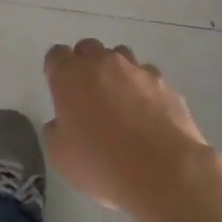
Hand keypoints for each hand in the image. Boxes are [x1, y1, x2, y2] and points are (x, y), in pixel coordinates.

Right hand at [43, 38, 220, 219]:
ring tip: (121, 103)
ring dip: (116, 73)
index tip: (60, 91)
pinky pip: (149, 78)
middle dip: (85, 65)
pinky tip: (148, 116)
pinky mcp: (166, 85)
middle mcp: (102, 63)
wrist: (164, 172)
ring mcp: (137, 71)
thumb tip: (61, 124)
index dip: (56, 71)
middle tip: (88, 96)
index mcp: (69, 75)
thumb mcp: (60, 155)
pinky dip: (144, 90)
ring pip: (121, 57)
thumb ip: (55, 131)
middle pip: (88, 48)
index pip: (56, 55)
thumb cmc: (101, 163)